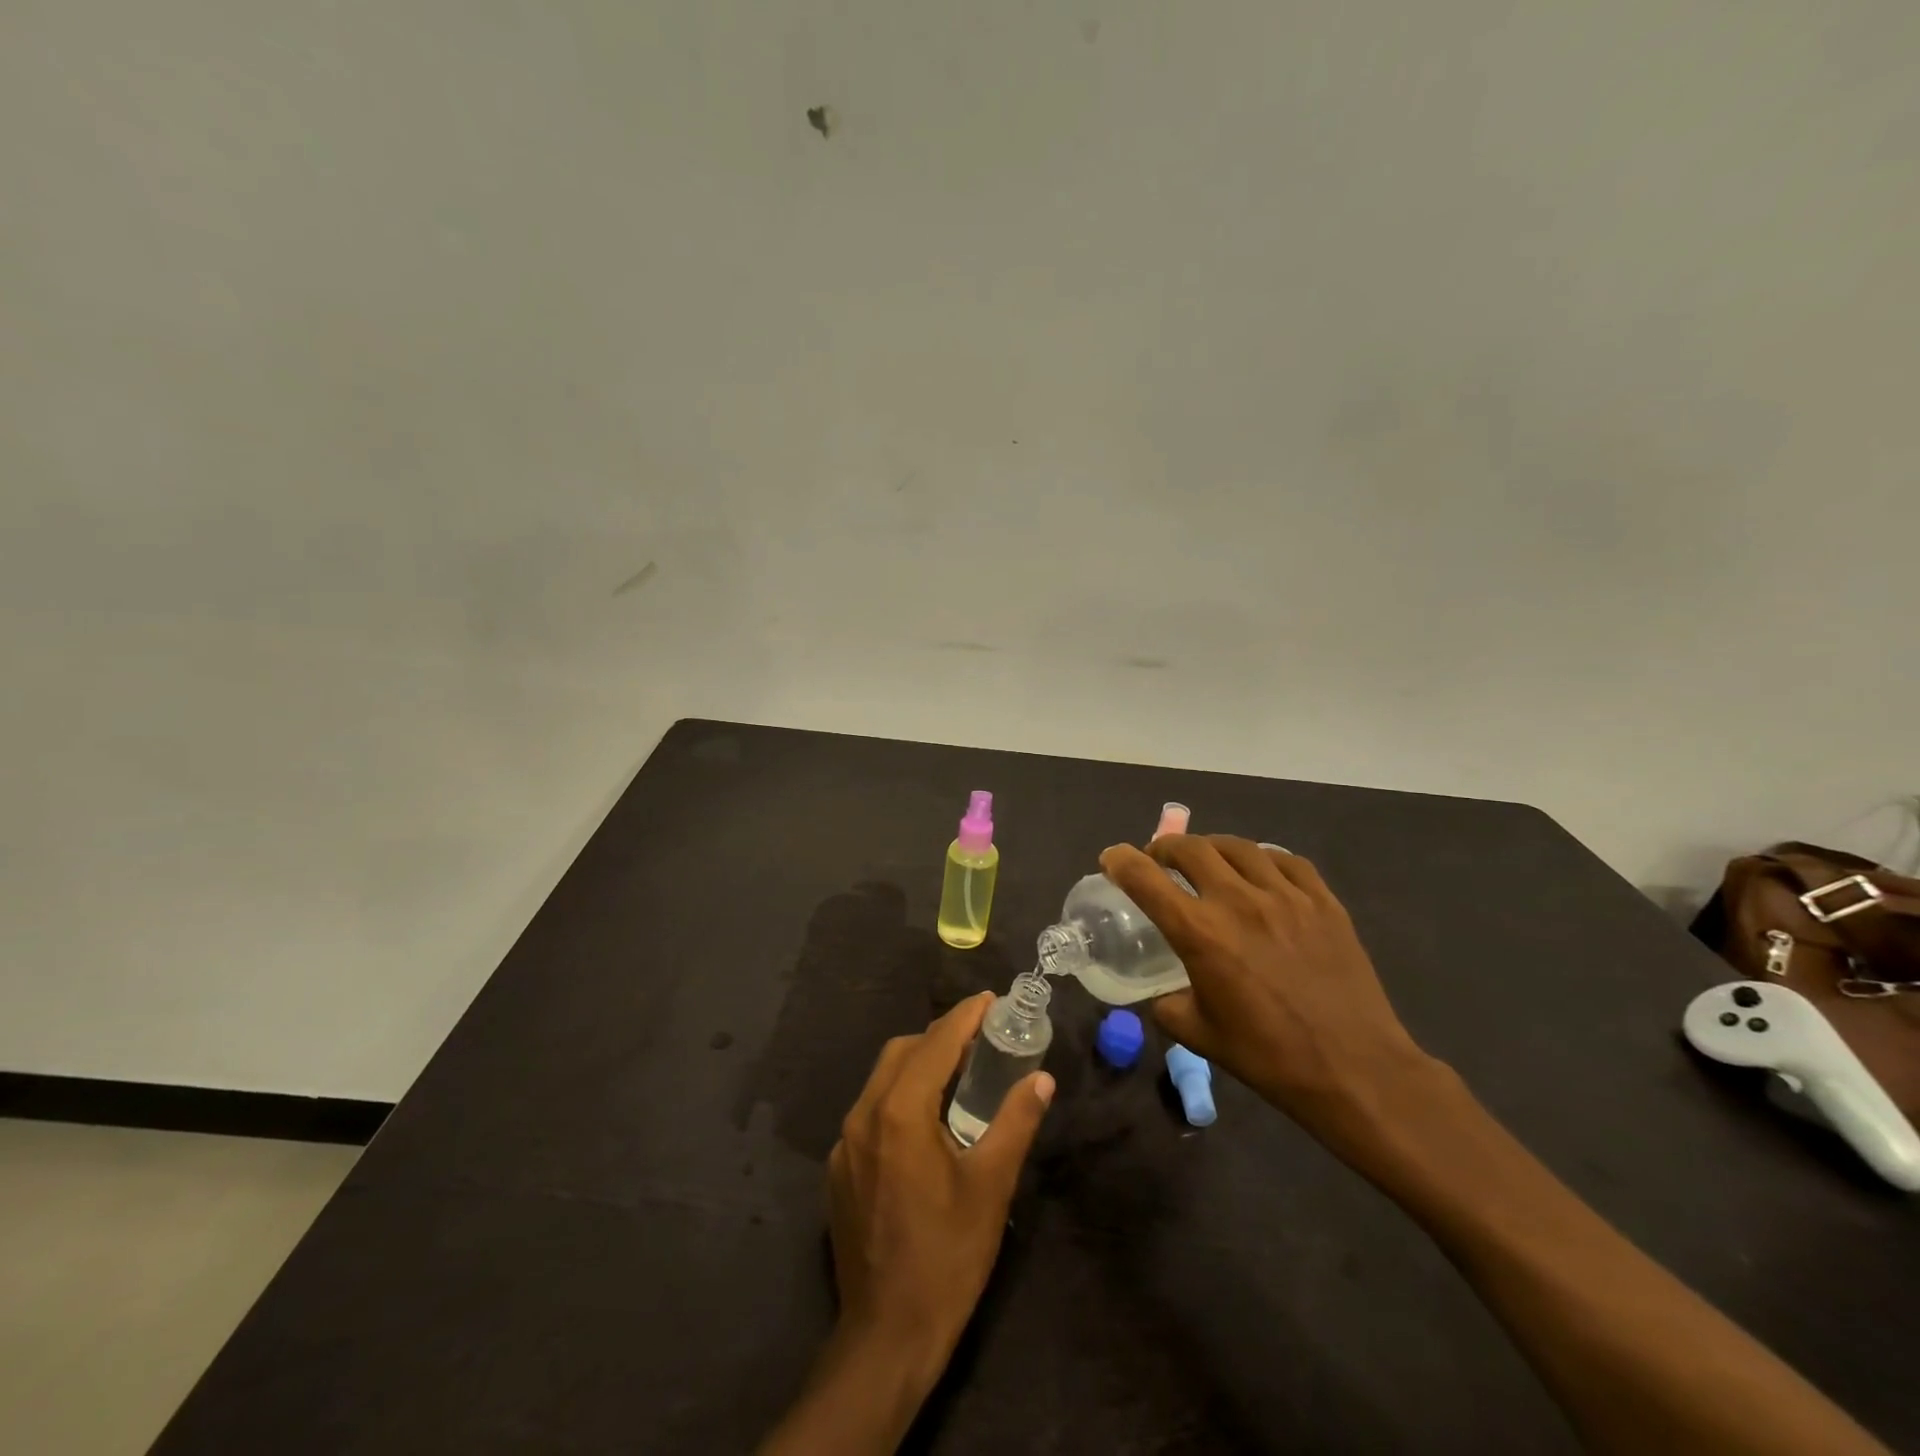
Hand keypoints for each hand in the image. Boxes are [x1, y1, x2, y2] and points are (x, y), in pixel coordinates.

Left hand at [827, 992, 1054, 1376]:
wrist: (886, 1336)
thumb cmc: (947, 1256)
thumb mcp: (991, 1186)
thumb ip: (1015, 1122)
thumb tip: (1041, 1079)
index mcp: (900, 1112)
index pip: (935, 1043)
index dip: (964, 1017)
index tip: (990, 1000)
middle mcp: (863, 1115)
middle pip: (902, 1052)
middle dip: (941, 1037)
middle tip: (980, 1040)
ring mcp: (844, 1143)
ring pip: (882, 1078)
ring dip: (918, 1064)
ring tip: (958, 1074)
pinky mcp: (839, 1169)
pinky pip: (870, 1111)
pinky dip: (899, 1096)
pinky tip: (925, 1122)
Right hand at [1100, 834, 1437, 1151]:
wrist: (1355, 1070)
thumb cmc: (1269, 1057)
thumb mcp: (1200, 1035)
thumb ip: (1167, 1005)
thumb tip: (1161, 992)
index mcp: (1201, 934)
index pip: (1146, 879)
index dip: (1121, 860)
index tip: (1111, 857)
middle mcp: (1239, 902)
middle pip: (1191, 848)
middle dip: (1165, 848)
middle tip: (1159, 860)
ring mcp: (1286, 896)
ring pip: (1238, 846)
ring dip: (1211, 848)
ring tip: (1207, 860)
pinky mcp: (1323, 901)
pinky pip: (1285, 860)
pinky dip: (1261, 858)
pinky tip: (1259, 871)